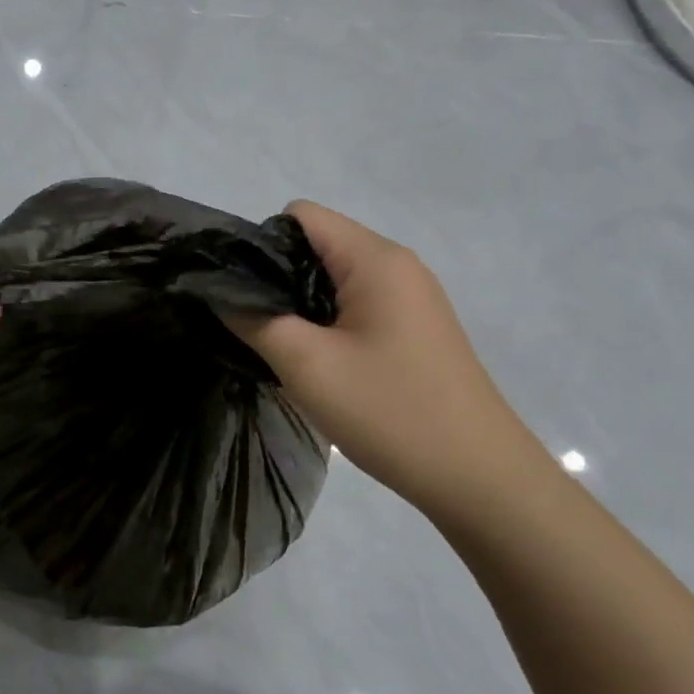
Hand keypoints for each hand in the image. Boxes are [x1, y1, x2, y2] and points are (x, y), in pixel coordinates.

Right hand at [231, 201, 549, 516]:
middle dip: (275, 277)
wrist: (477, 477)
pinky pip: (353, 306)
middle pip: (316, 244)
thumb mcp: (306, 364)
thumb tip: (216, 290)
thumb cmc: (389, 411)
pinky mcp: (412, 328)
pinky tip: (314, 361)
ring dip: (298, 305)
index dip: (259, 244)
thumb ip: (252, 319)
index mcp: (375, 259)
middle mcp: (396, 265)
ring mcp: (409, 298)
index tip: (237, 291)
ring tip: (276, 346)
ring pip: (332, 279)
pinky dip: (324, 323)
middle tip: (250, 325)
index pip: (300, 215)